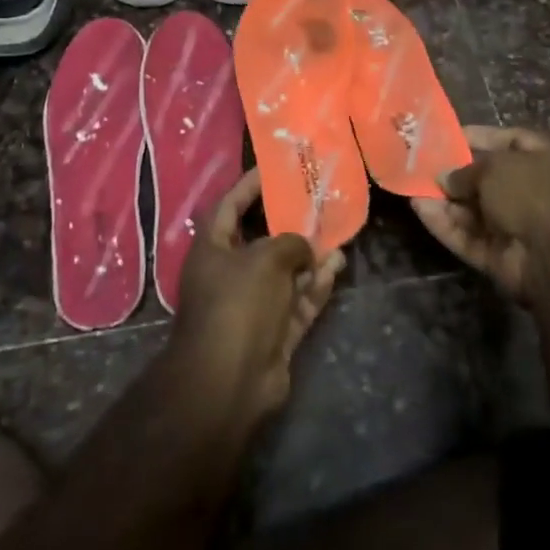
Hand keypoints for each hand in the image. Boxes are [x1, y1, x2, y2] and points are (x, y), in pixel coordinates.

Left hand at [172, 167, 345, 415]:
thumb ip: (290, 242)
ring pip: (286, 273)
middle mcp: (229, 275)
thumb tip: (305, 248)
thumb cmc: (238, 304)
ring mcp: (253, 306)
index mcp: (212, 250)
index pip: (230, 206)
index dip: (249, 185)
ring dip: (310, 256)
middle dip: (289, 223)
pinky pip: (297, 301)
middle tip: (317, 201)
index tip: (273, 168)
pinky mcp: (274, 332)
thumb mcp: (265, 258)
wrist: (230, 382)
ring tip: (337, 234)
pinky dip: (315, 286)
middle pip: (262, 240)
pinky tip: (336, 267)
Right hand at [411, 125, 549, 303]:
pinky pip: (468, 236)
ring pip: (474, 210)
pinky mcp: (500, 256)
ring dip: (445, 199)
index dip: (480, 136)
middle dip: (456, 172)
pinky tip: (418, 209)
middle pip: (488, 178)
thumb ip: (466, 169)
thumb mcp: (495, 167)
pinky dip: (445, 224)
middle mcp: (534, 191)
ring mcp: (517, 226)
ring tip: (412, 185)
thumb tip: (444, 177)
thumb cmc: (531, 192)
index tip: (448, 134)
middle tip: (422, 162)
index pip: (511, 140)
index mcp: (546, 160)